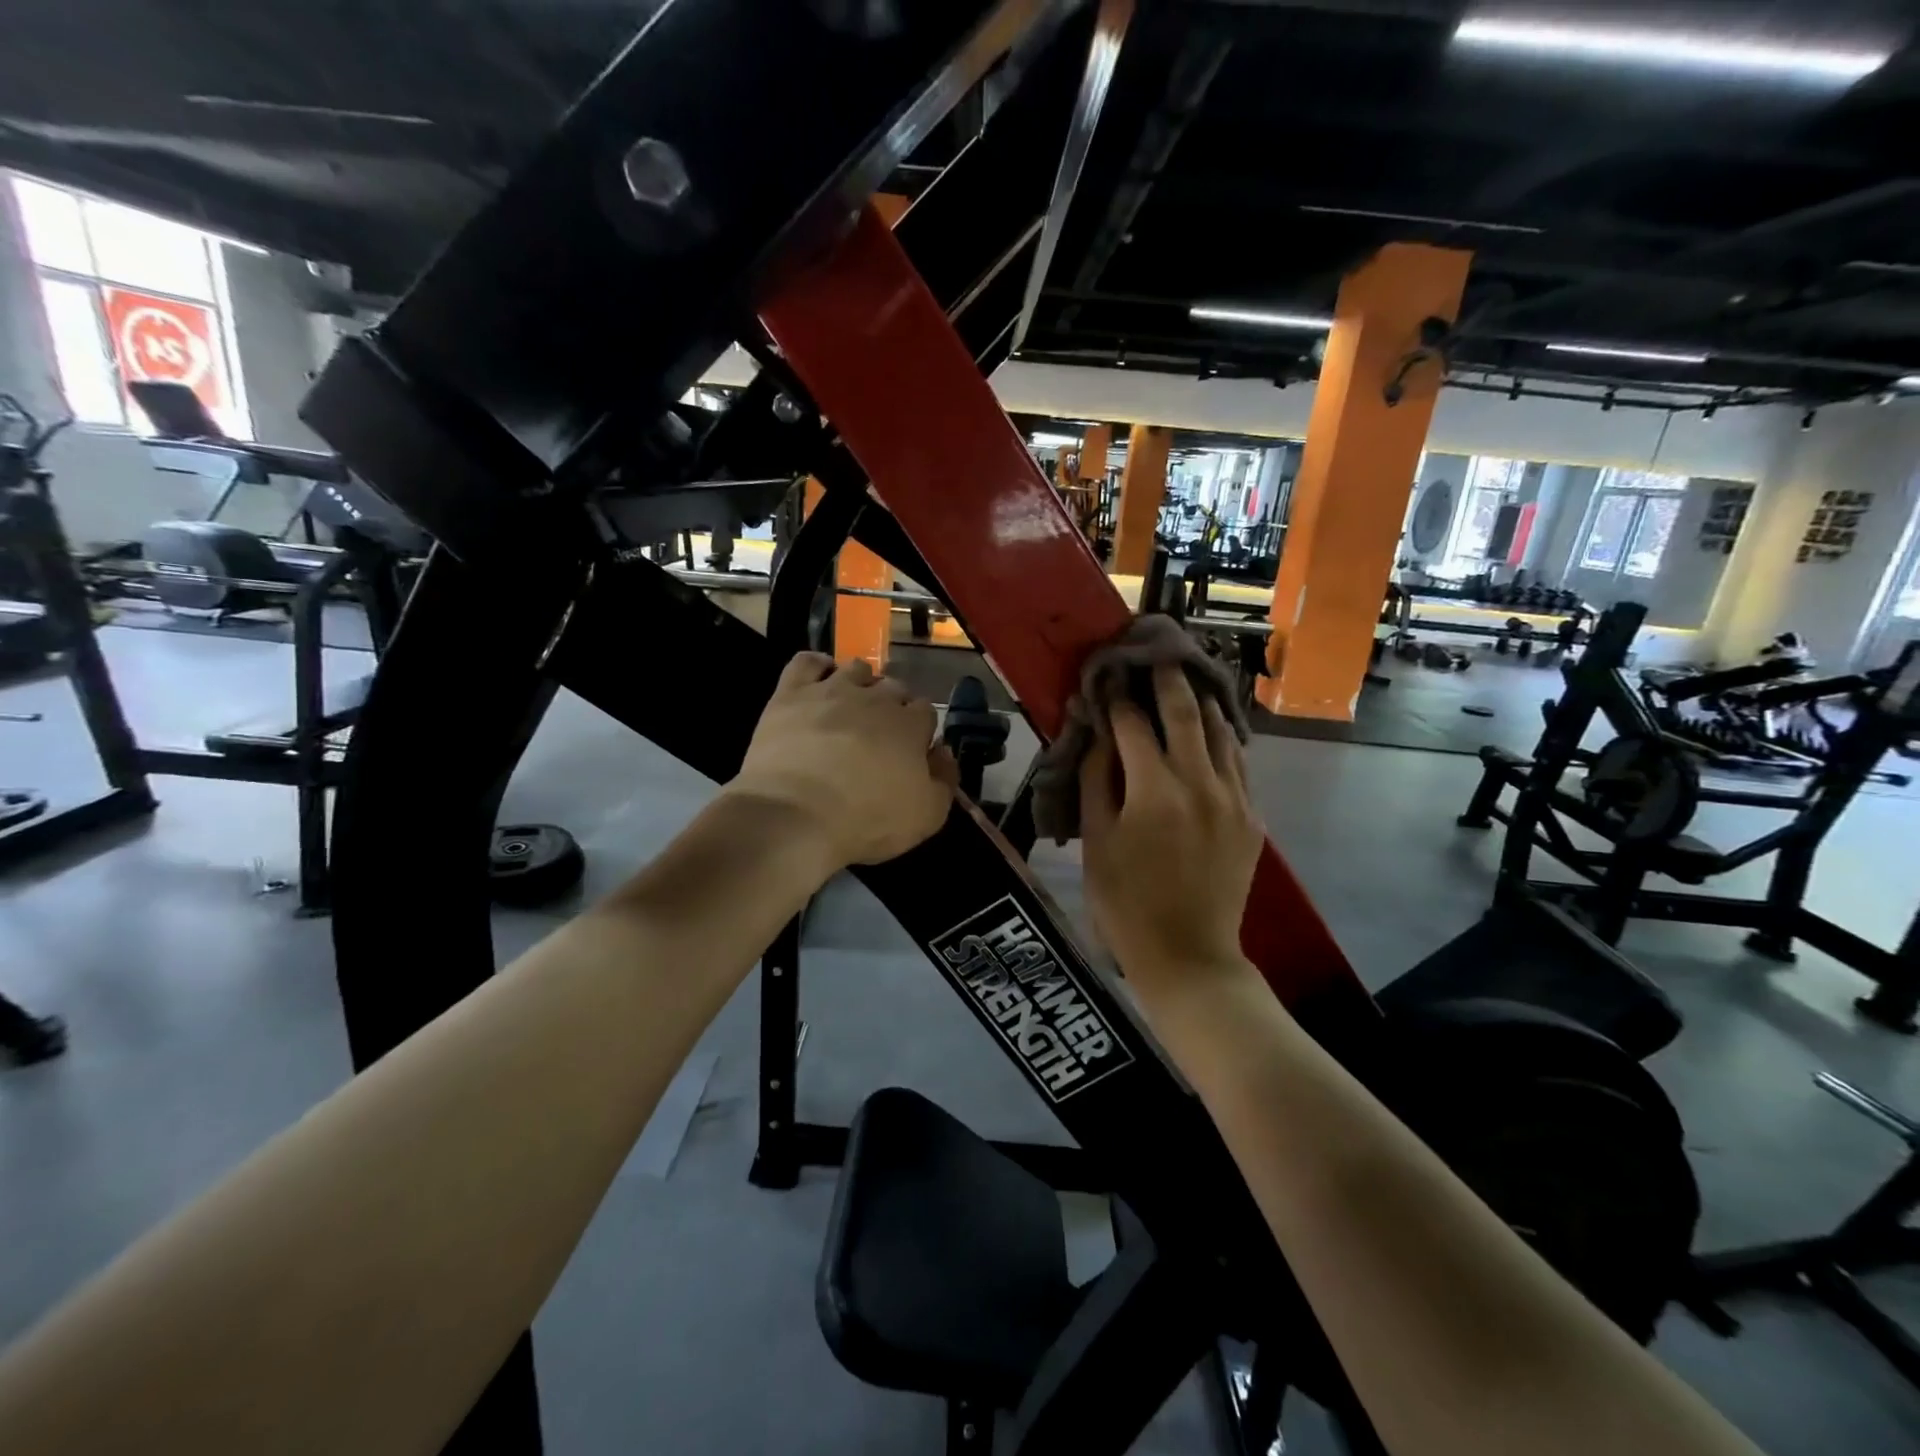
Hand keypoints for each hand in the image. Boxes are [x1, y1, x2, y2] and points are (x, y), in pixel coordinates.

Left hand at [734, 653, 954, 872]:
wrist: (796, 816)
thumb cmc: (867, 820)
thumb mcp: (927, 815)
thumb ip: (945, 780)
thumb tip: (944, 753)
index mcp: (910, 725)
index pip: (925, 711)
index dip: (920, 729)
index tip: (911, 750)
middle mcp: (875, 698)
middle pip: (893, 687)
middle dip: (892, 705)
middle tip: (879, 734)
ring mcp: (831, 690)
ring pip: (856, 669)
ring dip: (861, 683)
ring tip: (851, 707)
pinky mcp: (791, 693)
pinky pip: (807, 662)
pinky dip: (817, 666)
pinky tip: (818, 682)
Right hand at [1080, 664, 1262, 992]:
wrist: (1189, 955)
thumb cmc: (1125, 903)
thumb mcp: (1096, 843)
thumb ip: (1095, 782)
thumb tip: (1098, 735)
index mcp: (1153, 791)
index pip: (1132, 725)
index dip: (1117, 697)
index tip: (1109, 676)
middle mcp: (1200, 783)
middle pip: (1184, 712)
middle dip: (1166, 678)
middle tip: (1155, 652)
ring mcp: (1233, 799)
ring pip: (1220, 731)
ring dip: (1200, 700)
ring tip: (1187, 677)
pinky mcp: (1251, 817)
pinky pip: (1238, 762)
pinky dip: (1222, 738)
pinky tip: (1211, 728)